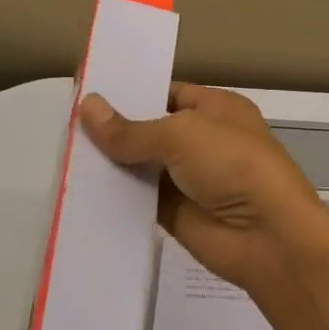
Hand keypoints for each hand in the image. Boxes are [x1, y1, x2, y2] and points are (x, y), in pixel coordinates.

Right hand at [79, 83, 328, 297]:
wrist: (267, 236)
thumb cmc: (233, 165)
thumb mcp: (182, 135)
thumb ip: (131, 129)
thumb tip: (87, 107)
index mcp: (216, 109)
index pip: (166, 93)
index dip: (129, 94)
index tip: (85, 94)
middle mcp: (204, 141)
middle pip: (150, 131)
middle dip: (114, 130)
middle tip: (63, 125)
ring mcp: (190, 179)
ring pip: (142, 166)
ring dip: (110, 164)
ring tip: (61, 156)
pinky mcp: (176, 214)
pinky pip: (139, 200)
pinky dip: (115, 197)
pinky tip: (79, 191)